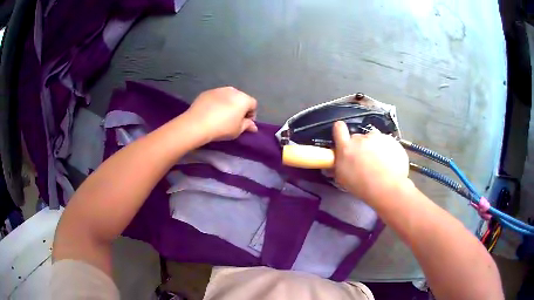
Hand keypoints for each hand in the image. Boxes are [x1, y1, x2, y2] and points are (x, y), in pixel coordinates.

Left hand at [185, 87, 257, 141]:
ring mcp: (219, 89)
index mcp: (243, 99)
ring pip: (228, 96)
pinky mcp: (207, 92)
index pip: (253, 104)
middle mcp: (233, 90)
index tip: (245, 123)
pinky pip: (216, 97)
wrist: (198, 123)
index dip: (251, 114)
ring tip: (222, 116)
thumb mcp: (238, 130)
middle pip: (240, 98)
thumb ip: (247, 125)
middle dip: (240, 108)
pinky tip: (211, 112)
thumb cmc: (222, 128)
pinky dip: (217, 103)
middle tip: (234, 120)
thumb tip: (253, 126)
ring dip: (228, 104)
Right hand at [333, 121, 410, 204]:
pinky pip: (386, 142)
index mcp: (346, 148)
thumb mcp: (343, 179)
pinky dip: (386, 149)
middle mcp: (360, 139)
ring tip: (379, 162)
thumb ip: (338, 165)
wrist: (388, 188)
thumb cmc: (364, 187)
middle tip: (364, 160)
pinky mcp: (390, 139)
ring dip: (374, 147)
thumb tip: (336, 163)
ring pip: (373, 139)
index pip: (338, 128)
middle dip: (360, 146)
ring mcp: (376, 138)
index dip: (340, 131)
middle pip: (358, 137)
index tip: (342, 136)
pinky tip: (389, 162)